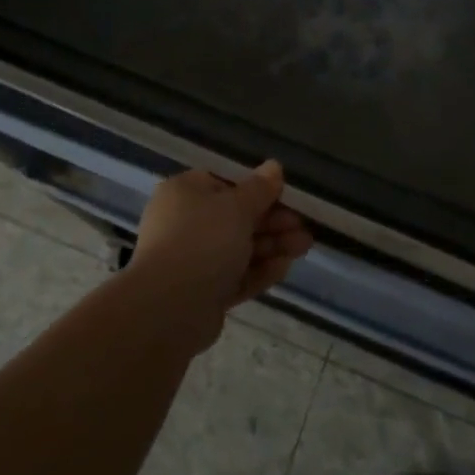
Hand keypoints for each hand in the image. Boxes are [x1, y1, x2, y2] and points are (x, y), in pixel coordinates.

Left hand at [128, 161, 313, 350]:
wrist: (170, 307)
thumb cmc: (203, 240)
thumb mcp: (237, 206)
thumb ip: (259, 189)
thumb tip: (274, 166)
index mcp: (185, 193)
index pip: (225, 184)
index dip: (258, 190)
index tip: (286, 197)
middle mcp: (184, 223)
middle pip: (235, 218)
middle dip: (273, 222)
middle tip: (303, 227)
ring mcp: (192, 260)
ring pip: (238, 248)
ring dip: (272, 246)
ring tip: (304, 247)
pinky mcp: (202, 293)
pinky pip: (235, 276)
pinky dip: (259, 270)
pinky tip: (284, 268)